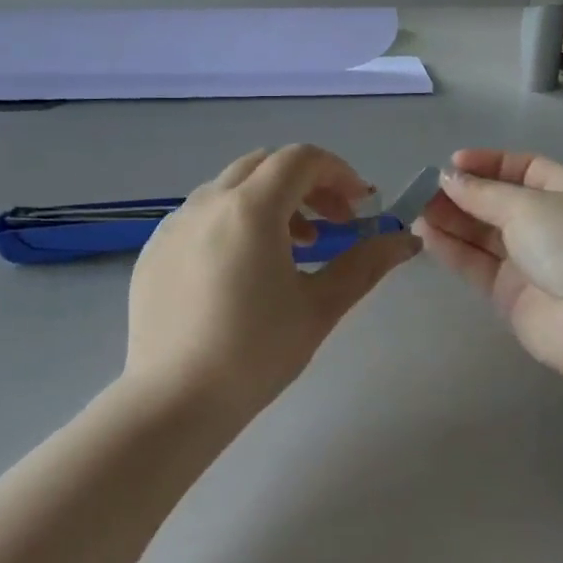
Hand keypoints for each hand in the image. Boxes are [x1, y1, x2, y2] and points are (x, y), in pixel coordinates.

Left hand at [124, 145, 419, 412]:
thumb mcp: (320, 307)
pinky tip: (244, 270)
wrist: (172, 403)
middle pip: (265, 164)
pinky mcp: (155, 249)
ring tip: (294, 248)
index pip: (301, 159)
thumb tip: (407, 240)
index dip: (339, 173)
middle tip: (333, 224)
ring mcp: (174, 224)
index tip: (360, 206)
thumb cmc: (255, 353)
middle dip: (307, 184)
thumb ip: (366, 264)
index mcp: (250, 208)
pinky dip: (234, 221)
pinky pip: (202, 215)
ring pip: (231, 188)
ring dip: (271, 201)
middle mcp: (208, 202)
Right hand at [415, 150, 562, 383]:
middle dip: (463, 195)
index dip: (488, 164)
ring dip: (452, 221)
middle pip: (499, 202)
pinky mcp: (513, 295)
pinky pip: (478, 264)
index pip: (525, 168)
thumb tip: (448, 179)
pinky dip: (453, 250)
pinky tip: (426, 236)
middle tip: (423, 190)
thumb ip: (483, 193)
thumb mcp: (528, 206)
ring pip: (484, 235)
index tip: (452, 163)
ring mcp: (533, 261)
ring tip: (415, 211)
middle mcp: (552, 224)